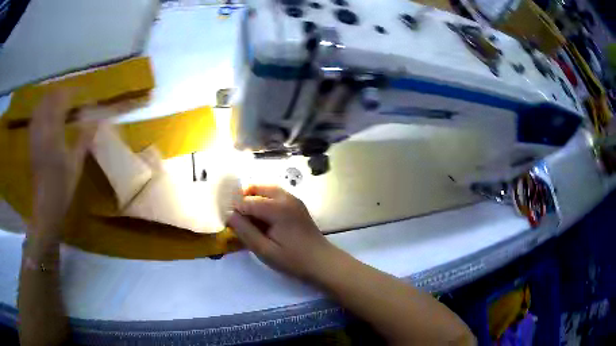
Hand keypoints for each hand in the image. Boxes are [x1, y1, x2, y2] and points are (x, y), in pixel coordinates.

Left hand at [29, 90, 95, 238]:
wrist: (45, 206)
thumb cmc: (62, 187)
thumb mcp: (76, 164)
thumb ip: (84, 139)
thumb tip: (96, 120)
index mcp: (53, 134)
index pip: (61, 103)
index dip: (71, 93)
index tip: (81, 90)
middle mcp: (42, 131)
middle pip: (48, 101)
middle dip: (59, 92)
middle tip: (70, 92)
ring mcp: (34, 137)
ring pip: (39, 107)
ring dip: (48, 99)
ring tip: (57, 98)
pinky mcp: (31, 143)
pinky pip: (34, 119)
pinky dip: (40, 110)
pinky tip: (44, 112)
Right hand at [227, 185, 338, 280]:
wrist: (322, 262)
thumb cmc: (293, 260)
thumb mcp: (265, 250)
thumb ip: (245, 231)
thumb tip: (230, 215)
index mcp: (277, 208)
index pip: (247, 201)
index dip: (234, 210)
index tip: (227, 221)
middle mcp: (286, 198)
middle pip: (257, 188)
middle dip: (243, 198)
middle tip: (236, 216)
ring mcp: (293, 199)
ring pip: (267, 189)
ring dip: (254, 197)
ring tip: (246, 216)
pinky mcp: (297, 205)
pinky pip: (276, 194)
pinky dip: (265, 199)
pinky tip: (262, 217)